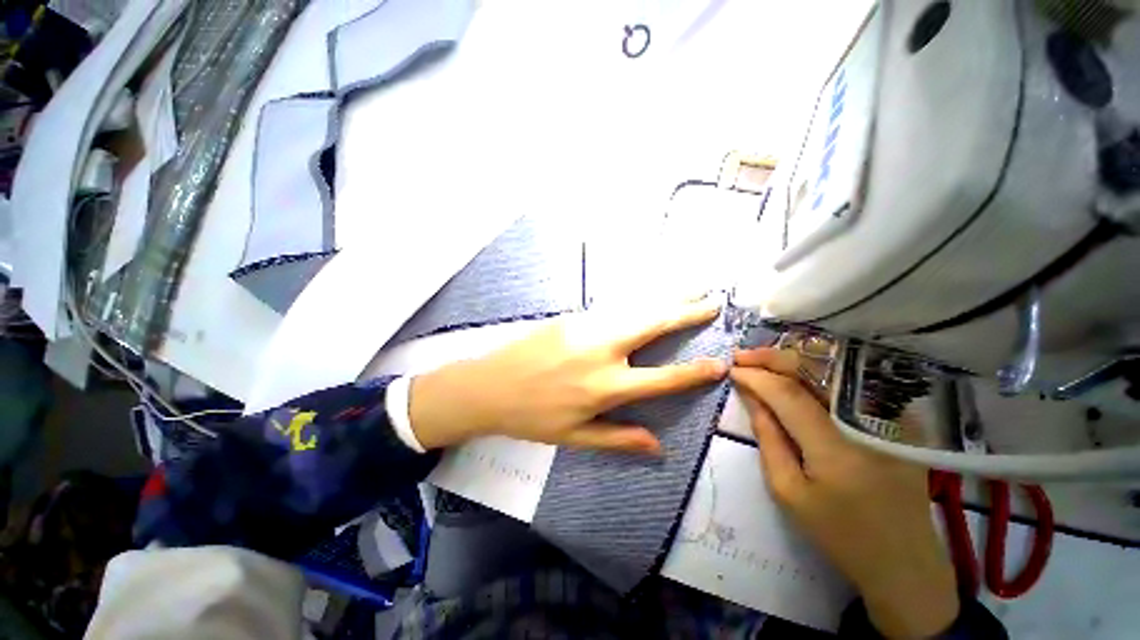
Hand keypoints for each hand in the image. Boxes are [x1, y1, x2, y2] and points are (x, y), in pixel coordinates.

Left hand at [408, 299, 727, 452]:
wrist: (489, 386)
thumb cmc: (532, 416)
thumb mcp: (575, 437)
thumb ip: (618, 439)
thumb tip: (657, 445)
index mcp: (606, 387)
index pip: (663, 378)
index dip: (695, 372)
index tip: (719, 362)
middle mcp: (603, 351)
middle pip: (654, 325)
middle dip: (686, 312)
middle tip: (711, 302)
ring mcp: (586, 327)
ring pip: (635, 308)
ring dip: (664, 298)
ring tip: (690, 291)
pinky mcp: (571, 316)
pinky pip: (612, 307)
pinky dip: (636, 301)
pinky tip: (647, 298)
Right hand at [731, 347, 958, 638]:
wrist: (904, 561)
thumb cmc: (839, 533)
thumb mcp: (788, 492)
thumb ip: (768, 437)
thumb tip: (751, 397)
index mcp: (837, 450)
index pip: (788, 395)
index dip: (757, 377)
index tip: (732, 369)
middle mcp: (869, 425)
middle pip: (816, 372)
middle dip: (772, 358)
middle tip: (742, 356)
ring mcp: (893, 420)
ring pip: (836, 371)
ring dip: (795, 360)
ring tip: (762, 359)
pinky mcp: (902, 421)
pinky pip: (853, 384)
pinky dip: (820, 372)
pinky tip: (798, 372)